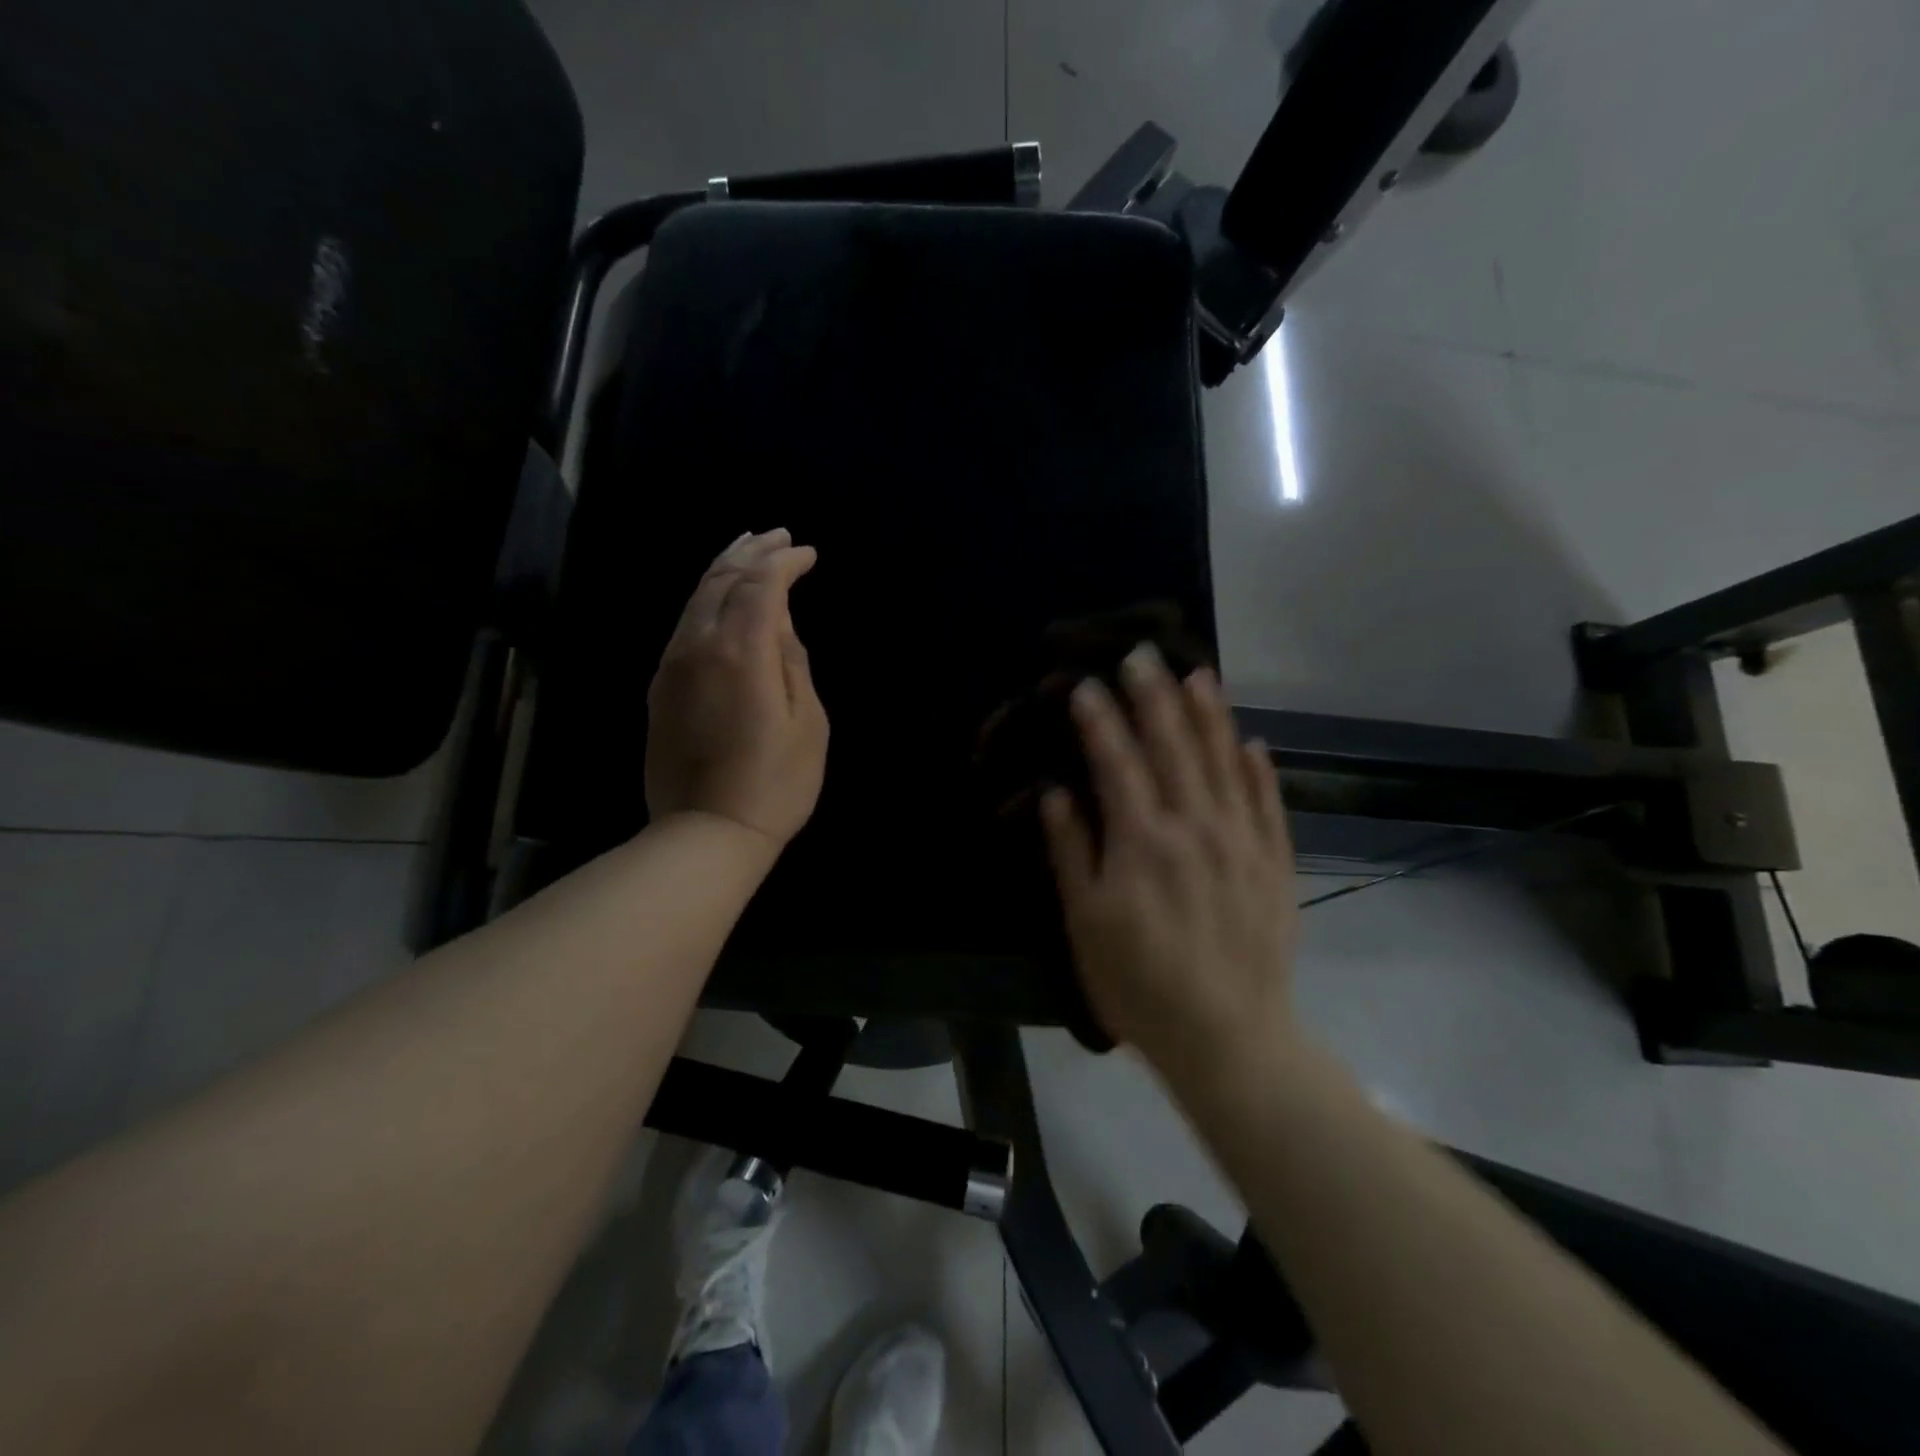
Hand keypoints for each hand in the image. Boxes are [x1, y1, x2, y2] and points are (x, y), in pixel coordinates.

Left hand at [645, 529, 828, 849]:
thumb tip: (779, 623)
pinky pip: (684, 624)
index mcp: (740, 650)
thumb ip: (793, 661)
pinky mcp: (660, 686)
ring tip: (748, 548)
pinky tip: (721, 598)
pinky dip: (707, 599)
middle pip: (720, 578)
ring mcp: (672, 665)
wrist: (706, 833)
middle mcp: (697, 645)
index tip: (808, 553)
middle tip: (778, 535)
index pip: (761, 583)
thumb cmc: (775, 783)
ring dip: (724, 568)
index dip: (784, 562)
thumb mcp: (808, 722)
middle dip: (751, 551)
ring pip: (696, 597)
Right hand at [1041, 644, 1297, 1082]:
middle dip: (1154, 697)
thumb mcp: (1087, 923)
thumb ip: (1072, 852)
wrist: (1228, 1038)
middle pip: (1173, 747)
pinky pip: (1268, 804)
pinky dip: (1260, 770)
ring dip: (1210, 716)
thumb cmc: (1139, 983)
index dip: (1099, 720)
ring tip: (1199, 675)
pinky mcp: (1274, 864)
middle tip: (1142, 654)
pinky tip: (1254, 743)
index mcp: (1142, 840)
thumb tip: (1058, 794)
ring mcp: (1241, 842)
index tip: (1086, 684)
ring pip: (1224, 763)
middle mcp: (1195, 826)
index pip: (1117, 762)